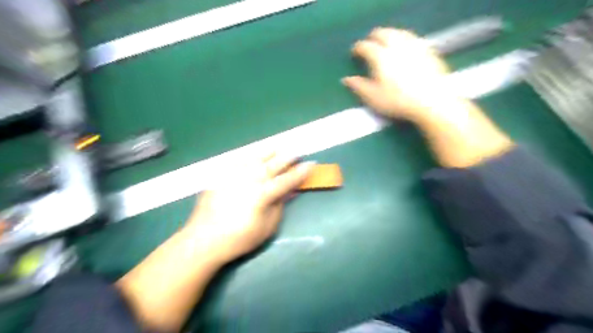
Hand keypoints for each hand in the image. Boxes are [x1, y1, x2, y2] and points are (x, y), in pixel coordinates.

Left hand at [184, 154, 313, 262]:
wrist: (204, 239)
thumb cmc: (240, 238)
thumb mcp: (267, 227)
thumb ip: (279, 206)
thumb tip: (288, 192)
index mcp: (263, 194)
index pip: (287, 180)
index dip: (301, 172)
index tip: (311, 164)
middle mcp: (250, 179)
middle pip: (273, 164)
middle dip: (287, 157)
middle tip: (297, 152)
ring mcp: (234, 175)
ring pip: (256, 158)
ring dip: (269, 152)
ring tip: (278, 147)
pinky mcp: (221, 175)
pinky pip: (238, 161)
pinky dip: (249, 156)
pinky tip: (253, 156)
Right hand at [344, 27, 461, 121]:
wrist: (431, 101)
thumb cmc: (398, 101)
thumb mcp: (373, 98)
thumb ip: (358, 87)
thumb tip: (346, 79)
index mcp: (380, 57)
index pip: (365, 46)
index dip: (357, 48)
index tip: (354, 53)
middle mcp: (396, 46)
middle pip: (382, 33)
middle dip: (373, 37)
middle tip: (369, 44)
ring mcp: (414, 46)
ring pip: (398, 32)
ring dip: (389, 35)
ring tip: (385, 42)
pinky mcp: (427, 50)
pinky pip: (413, 38)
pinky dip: (404, 39)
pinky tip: (404, 47)